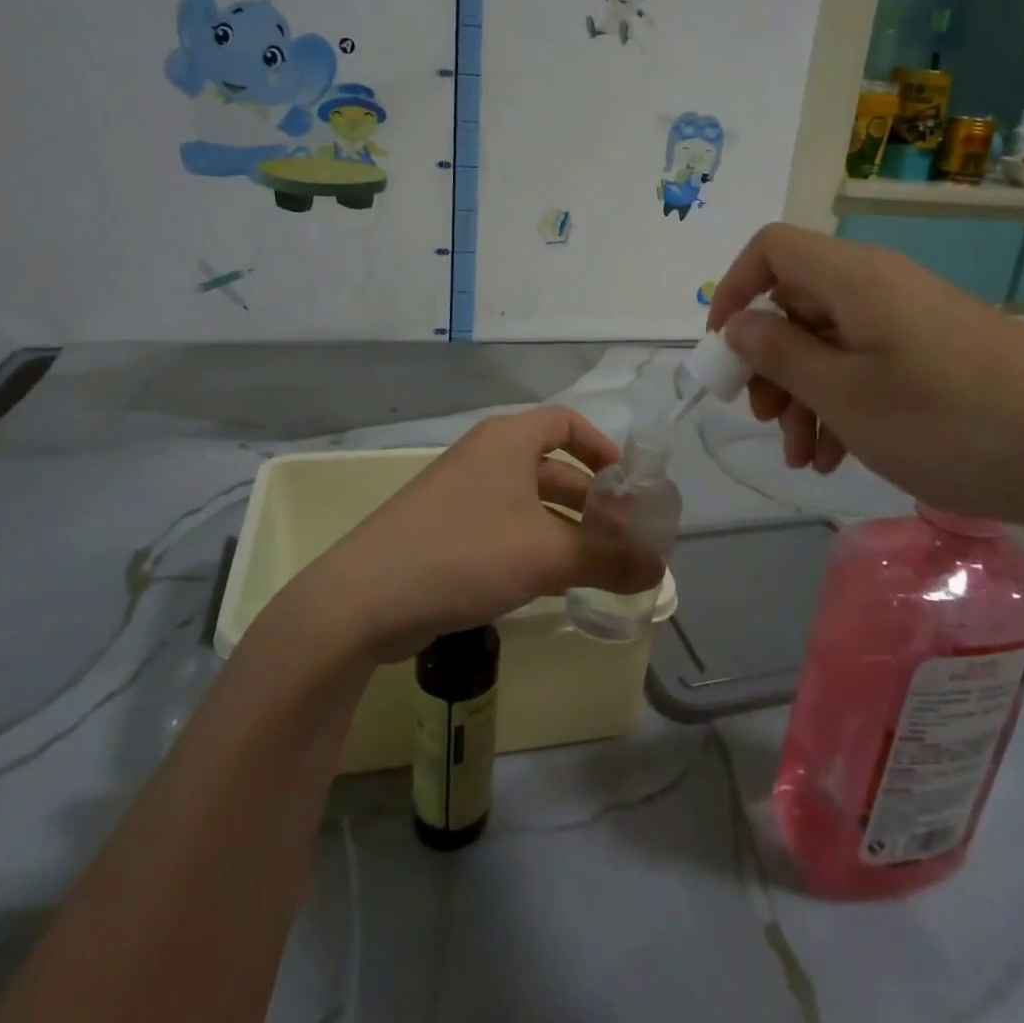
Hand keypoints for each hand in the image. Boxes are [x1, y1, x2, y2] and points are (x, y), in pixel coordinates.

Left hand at [280, 408, 664, 663]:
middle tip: (624, 537)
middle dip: (591, 501)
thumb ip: (608, 560)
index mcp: (508, 441)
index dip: (602, 448)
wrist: (363, 599)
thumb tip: (661, 570)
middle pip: (552, 468)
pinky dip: (534, 547)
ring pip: (528, 503)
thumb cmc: (465, 554)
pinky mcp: (444, 531)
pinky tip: (552, 582)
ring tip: (599, 566)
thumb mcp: (547, 556)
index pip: (566, 423)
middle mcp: (484, 458)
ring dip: (565, 529)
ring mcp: (460, 495)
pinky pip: (504, 529)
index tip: (627, 484)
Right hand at [707, 224, 1023, 537]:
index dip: (734, 289)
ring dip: (805, 398)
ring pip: (830, 344)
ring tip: (807, 459)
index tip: (724, 351)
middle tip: (767, 421)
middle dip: (770, 365)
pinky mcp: (938, 355)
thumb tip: (738, 325)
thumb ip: (780, 355)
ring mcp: (913, 322)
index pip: (771, 248)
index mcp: (854, 279)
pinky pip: (869, 366)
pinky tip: (842, 458)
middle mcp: (881, 287)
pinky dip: (844, 405)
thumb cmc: (950, 422)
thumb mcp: (845, 395)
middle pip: (797, 303)